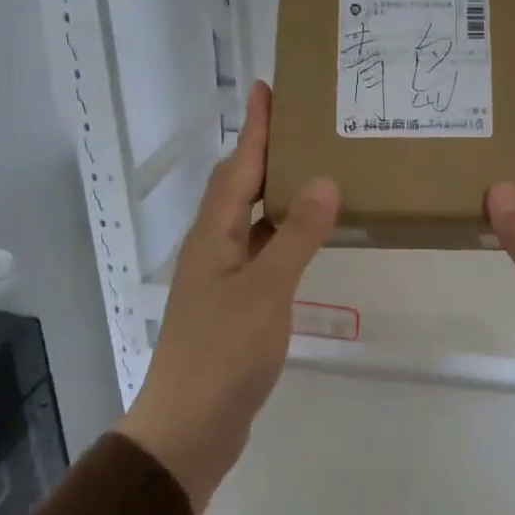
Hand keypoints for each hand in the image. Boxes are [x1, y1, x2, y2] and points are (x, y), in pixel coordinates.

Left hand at [117, 82, 338, 511]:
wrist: (190, 427)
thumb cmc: (224, 352)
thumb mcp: (266, 289)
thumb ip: (296, 234)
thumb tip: (324, 180)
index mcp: (214, 235)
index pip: (238, 167)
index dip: (254, 127)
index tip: (267, 88)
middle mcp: (213, 248)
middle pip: (240, 187)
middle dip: (266, 152)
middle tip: (303, 124)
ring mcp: (222, 278)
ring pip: (252, 221)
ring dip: (278, 192)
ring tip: (314, 170)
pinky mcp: (235, 306)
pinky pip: (262, 253)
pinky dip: (284, 235)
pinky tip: (308, 238)